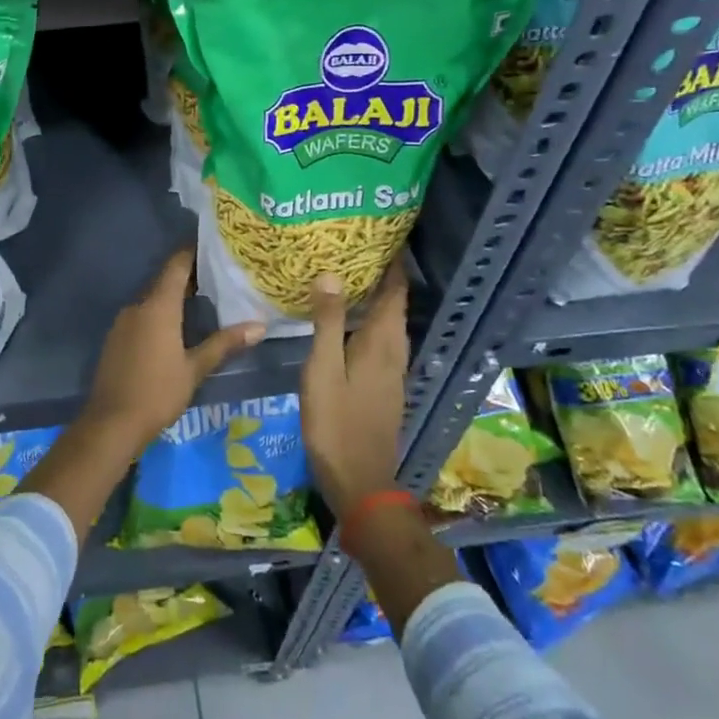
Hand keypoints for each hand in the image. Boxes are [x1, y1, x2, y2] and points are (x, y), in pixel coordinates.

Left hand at [82, 247, 264, 454]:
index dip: (193, 252)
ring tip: (203, 300)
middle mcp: (138, 306)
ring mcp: (123, 322)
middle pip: (164, 281)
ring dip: (173, 297)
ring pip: (152, 299)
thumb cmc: (158, 392)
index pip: (176, 265)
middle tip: (218, 275)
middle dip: (189, 276)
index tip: (214, 246)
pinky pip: (141, 315)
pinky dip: (159, 314)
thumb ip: (225, 344)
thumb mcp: (195, 369)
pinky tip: (175, 328)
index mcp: (158, 307)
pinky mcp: (116, 338)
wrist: (111, 423)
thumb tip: (259, 326)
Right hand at [300, 258, 410, 520]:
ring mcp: (391, 373)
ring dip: (374, 300)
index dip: (392, 265)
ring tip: (348, 278)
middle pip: (394, 306)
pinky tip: (345, 324)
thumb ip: (327, 322)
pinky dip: (368, 323)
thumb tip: (330, 274)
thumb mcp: (323, 369)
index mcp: (382, 343)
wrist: (359, 482)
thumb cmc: (337, 422)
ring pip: (387, 325)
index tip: (381, 236)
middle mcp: (394, 353)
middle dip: (381, 277)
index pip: (395, 293)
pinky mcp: (383, 389)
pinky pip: (380, 342)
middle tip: (355, 250)